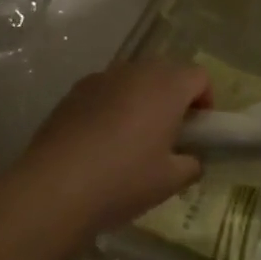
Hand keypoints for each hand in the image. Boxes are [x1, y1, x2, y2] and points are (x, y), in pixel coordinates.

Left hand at [19, 61, 212, 233]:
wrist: (54, 188)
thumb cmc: (123, 180)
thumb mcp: (170, 181)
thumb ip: (191, 164)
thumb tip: (191, 159)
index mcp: (166, 86)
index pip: (199, 76)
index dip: (206, 101)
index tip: (199, 130)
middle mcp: (134, 72)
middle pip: (166, 72)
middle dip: (174, 97)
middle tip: (170, 134)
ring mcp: (100, 79)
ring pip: (133, 80)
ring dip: (142, 100)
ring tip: (134, 139)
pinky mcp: (72, 93)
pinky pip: (105, 92)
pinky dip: (113, 107)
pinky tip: (101, 142)